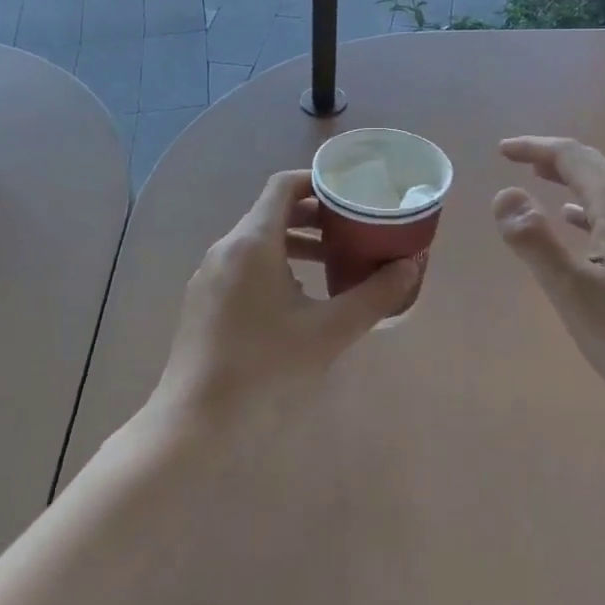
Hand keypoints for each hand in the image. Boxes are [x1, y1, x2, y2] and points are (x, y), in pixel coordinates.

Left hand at [150, 170, 422, 430]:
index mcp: (252, 242)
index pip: (283, 185)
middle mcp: (226, 248)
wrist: (194, 423)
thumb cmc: (264, 368)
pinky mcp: (203, 301)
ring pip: (257, 240)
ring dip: (295, 241)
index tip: (349, 193)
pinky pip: (243, 264)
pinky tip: (296, 298)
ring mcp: (209, 275)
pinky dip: (274, 263)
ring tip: (331, 261)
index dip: (316, 181)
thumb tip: (410, 266)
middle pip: (272, 211)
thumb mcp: (328, 331)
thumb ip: (373, 296)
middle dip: (313, 214)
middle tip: (350, 227)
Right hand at [493, 137, 604, 427]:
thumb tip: (504, 194)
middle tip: (515, 159)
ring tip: (539, 182)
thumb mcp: (574, 294)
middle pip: (594, 167)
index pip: (573, 158)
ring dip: (570, 180)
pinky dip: (588, 209)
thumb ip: (535, 242)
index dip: (535, 147)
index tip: (502, 151)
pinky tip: (577, 226)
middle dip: (553, 158)